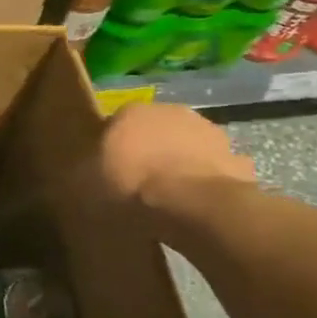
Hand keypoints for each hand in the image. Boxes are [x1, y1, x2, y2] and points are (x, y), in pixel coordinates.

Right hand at [94, 103, 254, 211]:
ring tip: (173, 198)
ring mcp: (210, 133)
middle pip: (156, 131)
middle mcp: (171, 111)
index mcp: (131, 111)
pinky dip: (209, 183)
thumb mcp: (87, 183)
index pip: (116, 123)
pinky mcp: (238, 160)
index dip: (113, 147)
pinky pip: (216, 171)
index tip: (109, 171)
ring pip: (189, 147)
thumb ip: (83, 172)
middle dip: (150, 150)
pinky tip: (200, 206)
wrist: (195, 206)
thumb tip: (78, 174)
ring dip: (183, 163)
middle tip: (140, 182)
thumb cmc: (132, 185)